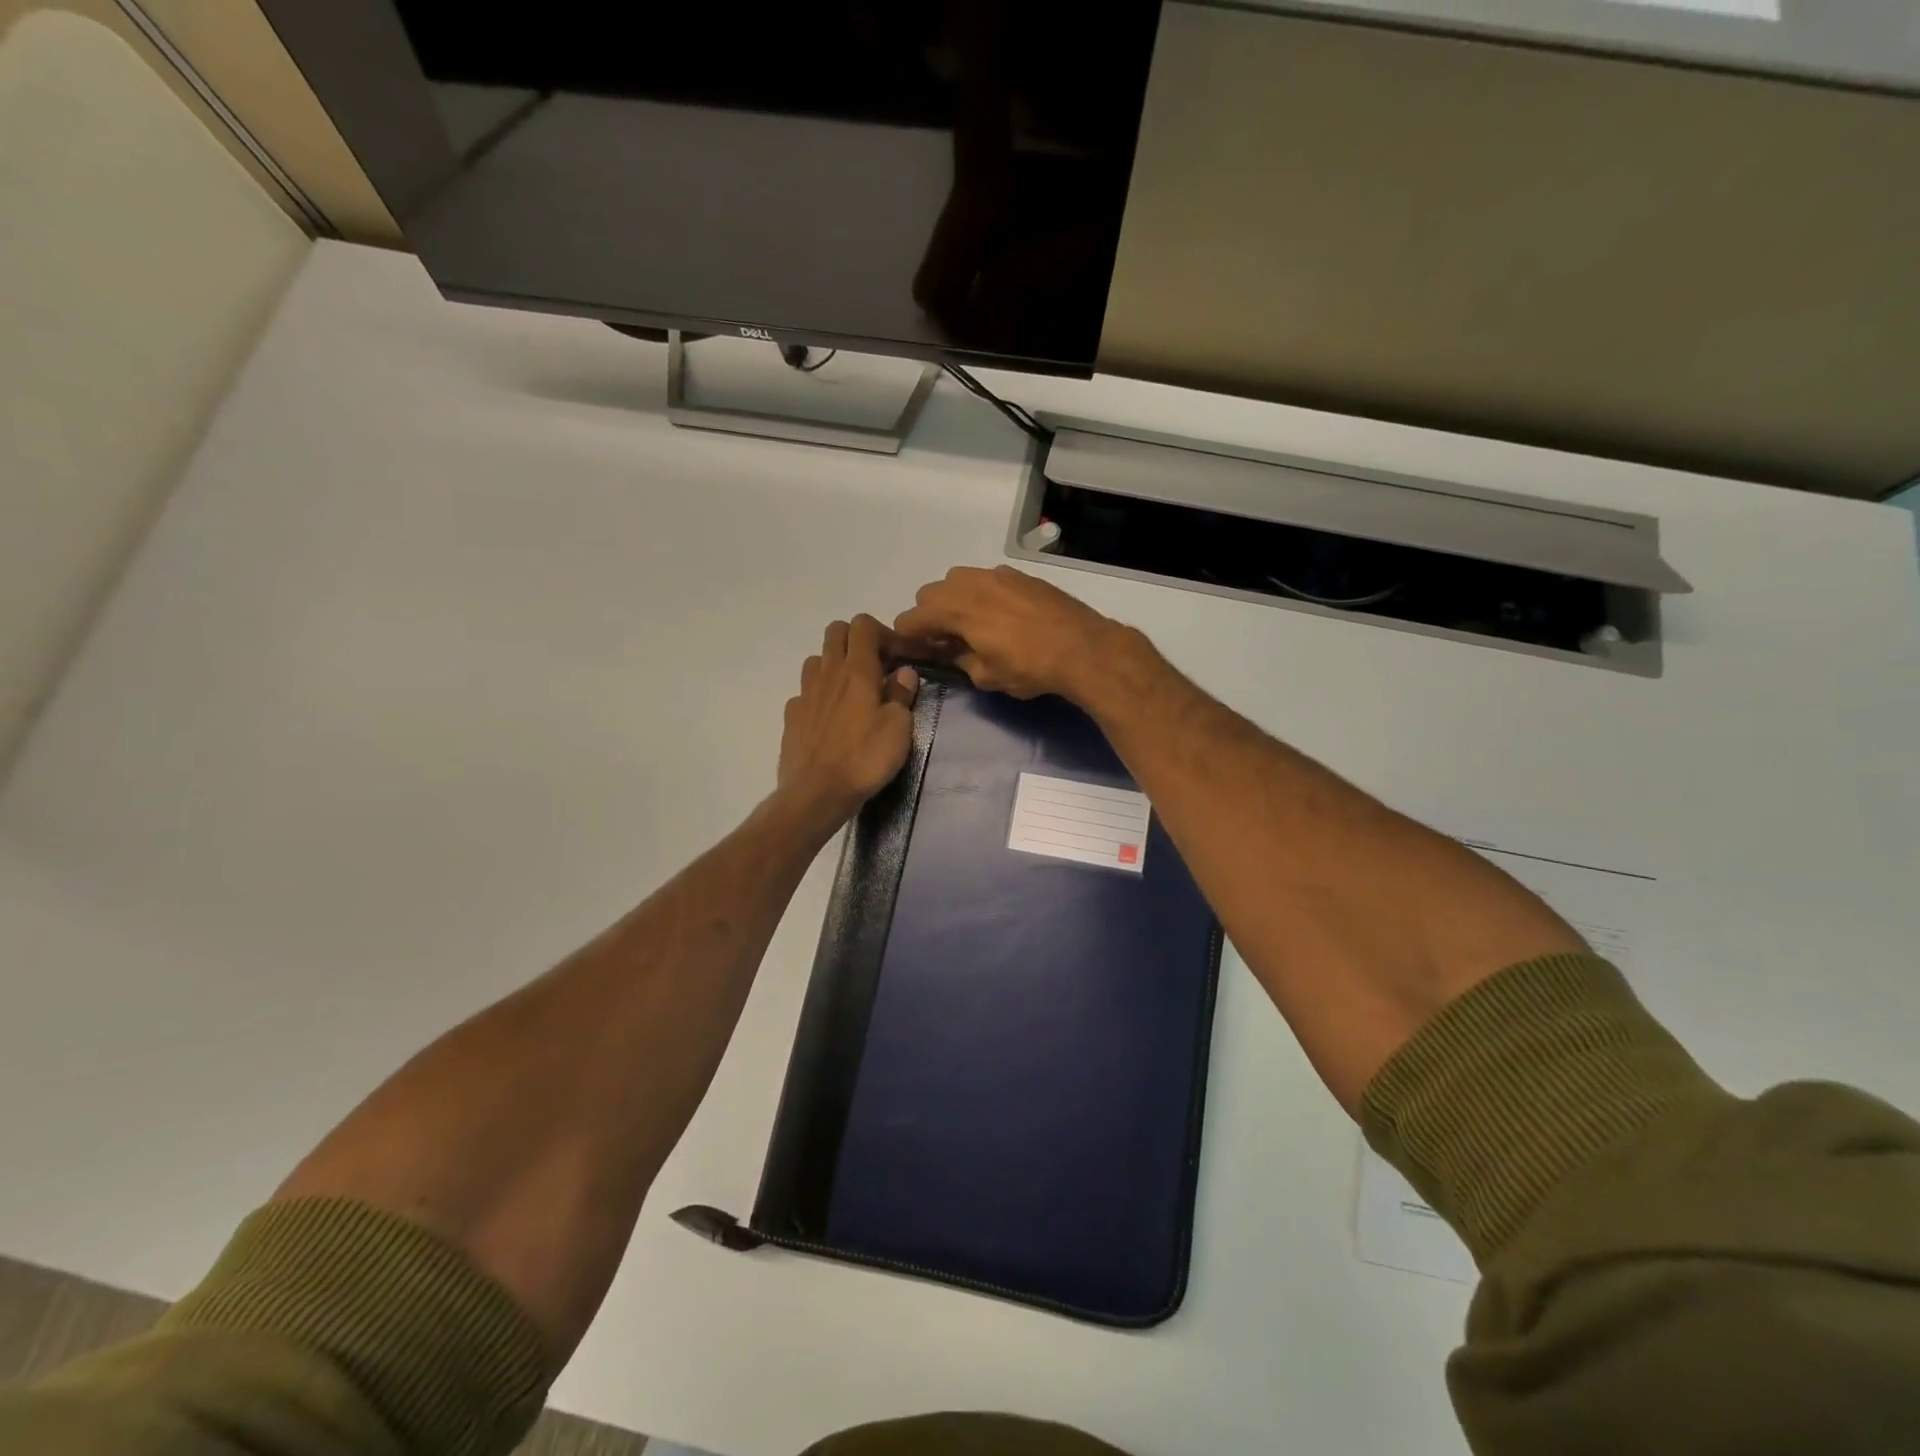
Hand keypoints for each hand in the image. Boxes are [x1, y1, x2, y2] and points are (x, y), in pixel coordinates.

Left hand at [776, 616, 918, 832]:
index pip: (863, 625)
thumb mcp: (898, 728)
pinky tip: (831, 717)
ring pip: (818, 658)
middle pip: (836, 631)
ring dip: (836, 664)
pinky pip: (806, 691)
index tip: (898, 656)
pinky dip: (820, 694)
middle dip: (857, 640)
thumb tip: (903, 672)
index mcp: (857, 670)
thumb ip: (901, 694)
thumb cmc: (865, 758)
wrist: (817, 792)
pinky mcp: (792, 715)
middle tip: (876, 667)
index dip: (883, 633)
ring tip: (853, 691)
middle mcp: (827, 673)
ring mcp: (805, 692)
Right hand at [892, 565, 1124, 701]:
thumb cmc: (1029, 667)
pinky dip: (983, 594)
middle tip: (946, 640)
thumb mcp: (986, 676)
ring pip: (958, 580)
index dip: (908, 637)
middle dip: (930, 615)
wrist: (1083, 647)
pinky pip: (987, 579)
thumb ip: (960, 660)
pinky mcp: (1020, 575)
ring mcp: (997, 574)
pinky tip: (1002, 616)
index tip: (916, 652)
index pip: (911, 618)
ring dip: (955, 600)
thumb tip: (952, 652)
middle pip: (930, 593)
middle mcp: (970, 583)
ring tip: (973, 625)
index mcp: (955, 609)